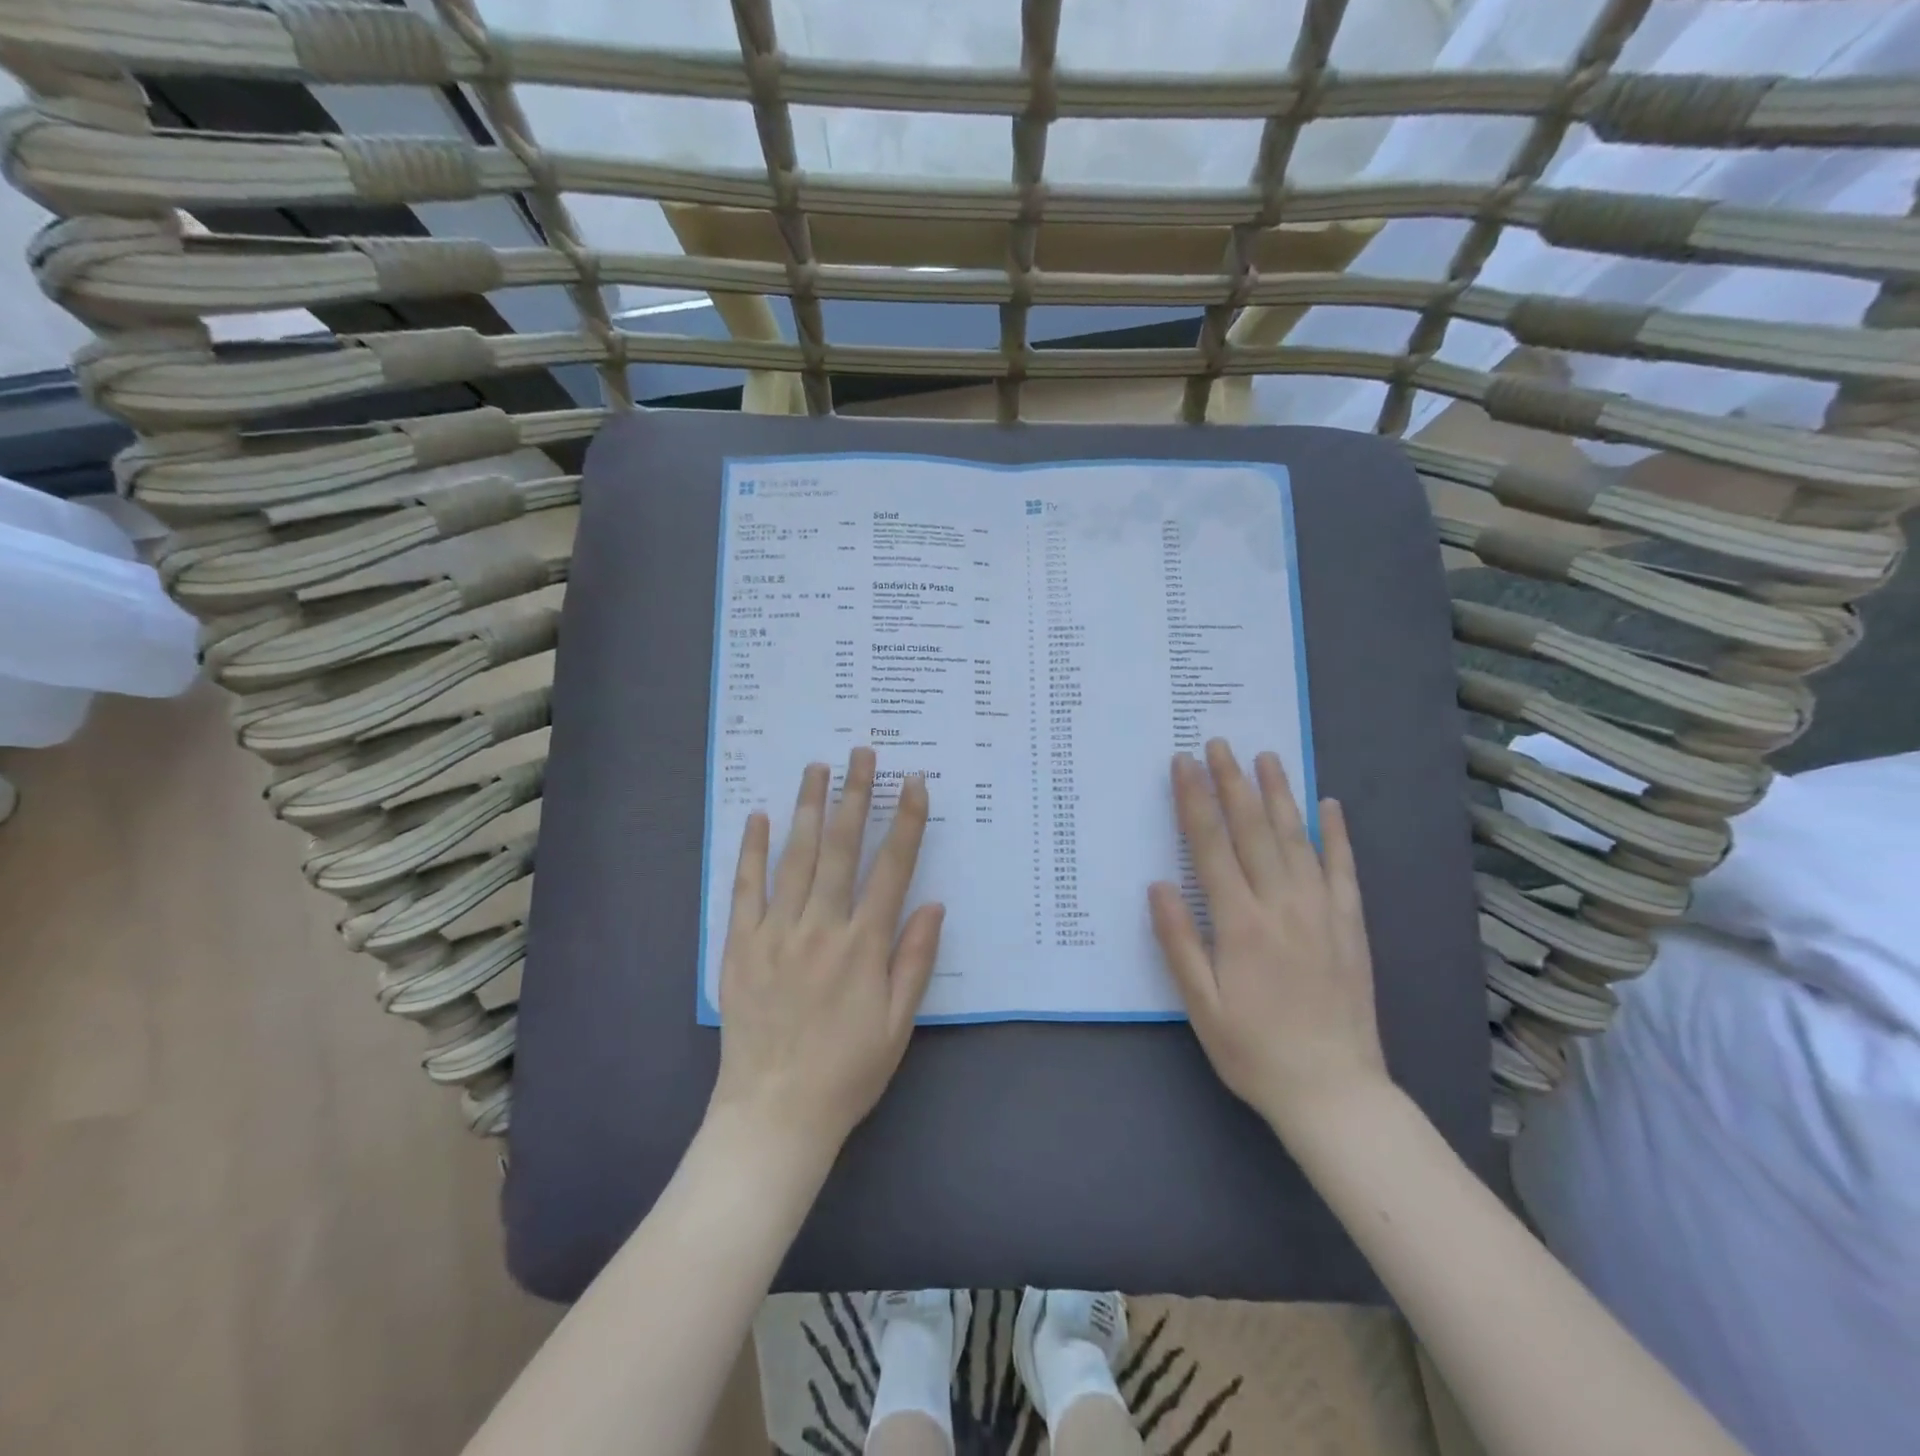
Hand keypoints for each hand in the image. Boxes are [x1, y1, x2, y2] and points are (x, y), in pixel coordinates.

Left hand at [710, 747, 944, 1160]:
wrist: (774, 1114)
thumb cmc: (847, 1071)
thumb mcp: (899, 1024)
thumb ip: (915, 959)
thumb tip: (932, 902)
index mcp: (864, 946)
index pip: (891, 868)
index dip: (905, 821)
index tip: (913, 782)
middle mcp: (821, 928)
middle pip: (841, 848)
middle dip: (854, 795)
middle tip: (862, 753)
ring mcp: (776, 933)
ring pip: (795, 857)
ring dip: (808, 808)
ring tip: (817, 767)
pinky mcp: (740, 946)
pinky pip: (745, 888)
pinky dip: (752, 850)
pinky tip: (758, 816)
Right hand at [1149, 739, 1389, 1134]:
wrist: (1334, 1093)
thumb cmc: (1254, 1051)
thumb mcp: (1200, 1006)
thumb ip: (1178, 942)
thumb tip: (1159, 884)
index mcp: (1240, 924)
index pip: (1211, 847)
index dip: (1194, 801)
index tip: (1183, 763)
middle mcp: (1282, 906)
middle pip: (1253, 831)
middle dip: (1232, 783)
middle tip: (1219, 743)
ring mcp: (1321, 912)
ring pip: (1297, 839)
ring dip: (1279, 794)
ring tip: (1266, 756)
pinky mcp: (1350, 926)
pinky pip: (1343, 869)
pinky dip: (1336, 834)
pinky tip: (1329, 805)